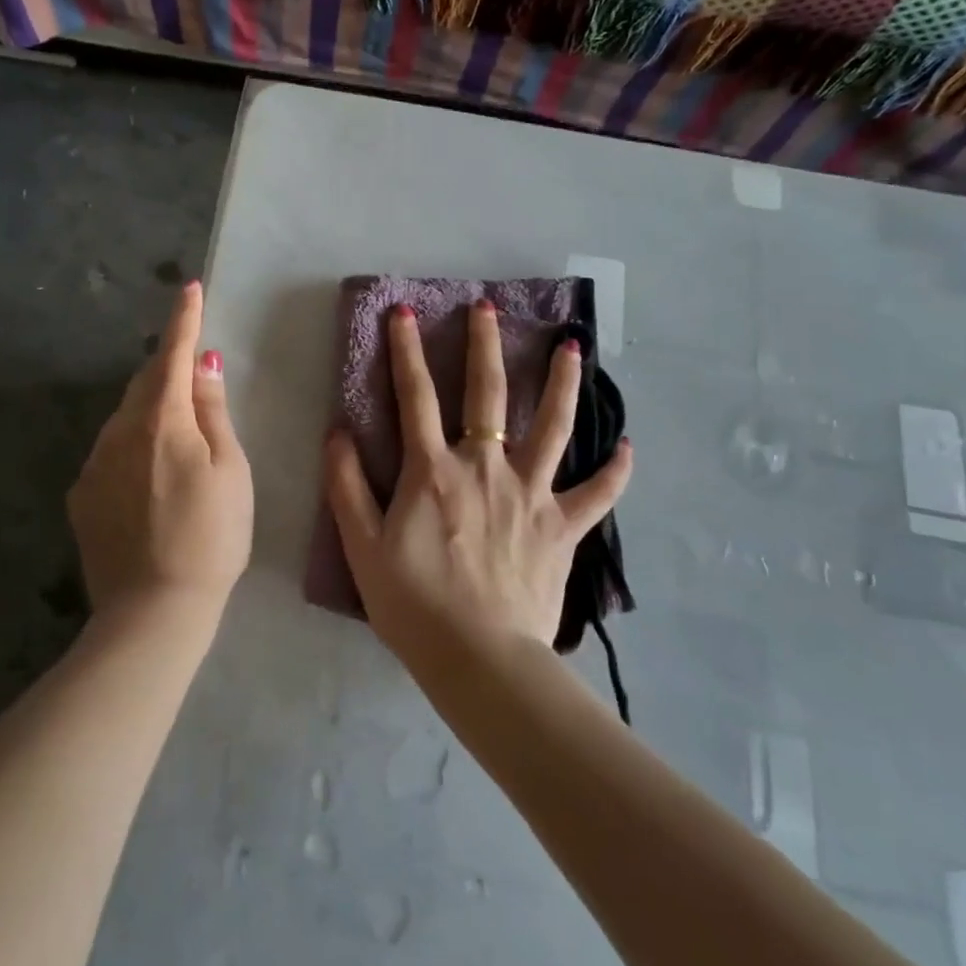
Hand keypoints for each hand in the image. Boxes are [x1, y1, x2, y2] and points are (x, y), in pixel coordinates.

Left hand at [67, 281, 252, 619]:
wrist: (152, 611)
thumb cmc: (211, 538)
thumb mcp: (230, 471)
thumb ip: (212, 413)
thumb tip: (204, 365)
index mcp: (161, 421)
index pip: (173, 356)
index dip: (184, 321)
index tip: (189, 288)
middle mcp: (118, 432)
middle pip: (145, 383)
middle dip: (168, 366)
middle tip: (192, 364)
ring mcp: (93, 464)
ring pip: (125, 417)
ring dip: (150, 408)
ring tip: (176, 432)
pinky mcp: (81, 496)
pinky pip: (110, 451)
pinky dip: (132, 445)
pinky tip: (149, 477)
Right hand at [324, 299, 631, 669]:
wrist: (479, 659)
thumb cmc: (413, 604)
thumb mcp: (362, 546)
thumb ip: (347, 485)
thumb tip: (337, 431)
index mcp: (433, 471)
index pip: (415, 396)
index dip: (406, 350)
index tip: (404, 312)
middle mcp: (485, 468)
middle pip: (486, 394)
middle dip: (484, 345)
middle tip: (487, 306)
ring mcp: (530, 494)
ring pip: (553, 427)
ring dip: (563, 383)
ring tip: (573, 347)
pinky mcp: (563, 527)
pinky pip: (597, 493)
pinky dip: (615, 470)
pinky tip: (628, 446)